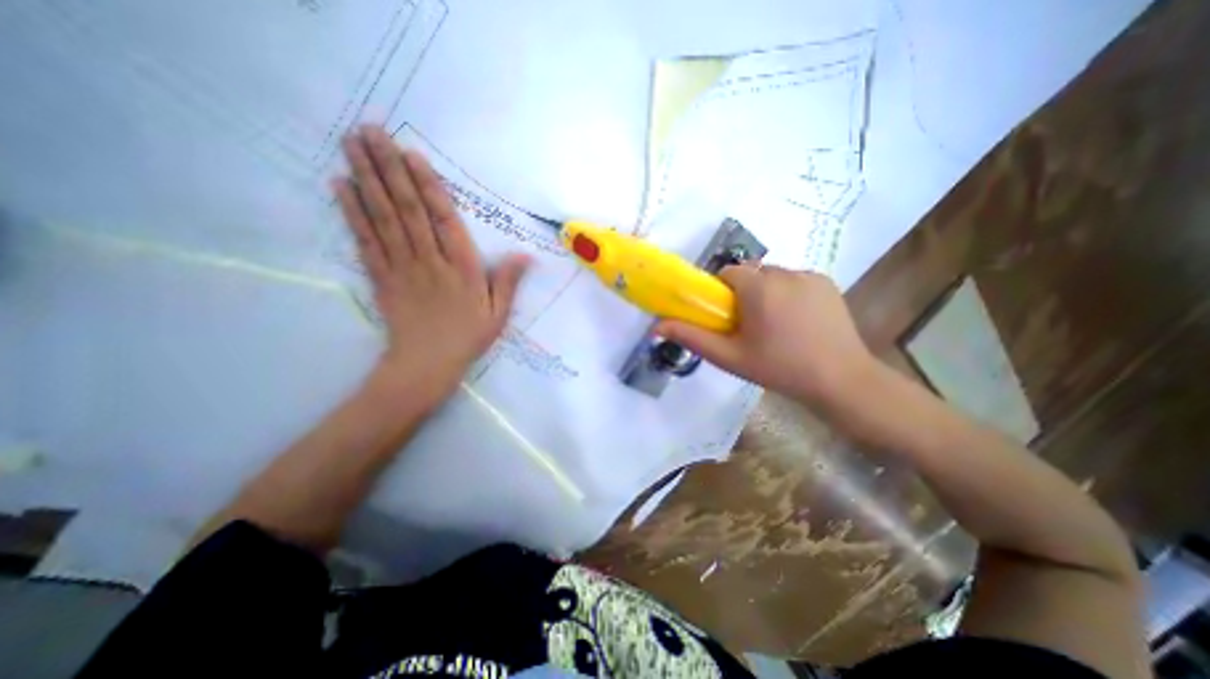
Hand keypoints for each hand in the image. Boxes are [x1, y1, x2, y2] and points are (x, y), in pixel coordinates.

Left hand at [333, 128, 526, 410]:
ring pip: (384, 218)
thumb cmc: (468, 337)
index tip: (411, 154)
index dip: (427, 186)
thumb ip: (509, 282)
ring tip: (352, 145)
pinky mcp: (381, 278)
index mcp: (462, 269)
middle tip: (371, 130)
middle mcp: (430, 261)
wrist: (427, 365)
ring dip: (367, 179)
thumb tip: (525, 255)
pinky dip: (352, 213)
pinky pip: (366, 241)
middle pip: (407, 210)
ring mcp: (402, 268)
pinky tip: (341, 187)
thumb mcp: (498, 314)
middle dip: (389, 168)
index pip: (443, 220)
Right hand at [654, 266, 881, 407]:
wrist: (840, 380)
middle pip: (751, 274)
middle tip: (750, 326)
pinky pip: (795, 280)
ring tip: (776, 325)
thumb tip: (656, 326)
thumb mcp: (729, 356)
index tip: (727, 316)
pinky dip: (789, 293)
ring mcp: (809, 275)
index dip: (722, 292)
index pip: (728, 272)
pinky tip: (798, 321)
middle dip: (744, 293)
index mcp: (758, 287)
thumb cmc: (778, 368)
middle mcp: (784, 272)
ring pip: (773, 276)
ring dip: (767, 293)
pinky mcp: (827, 282)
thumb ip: (692, 337)